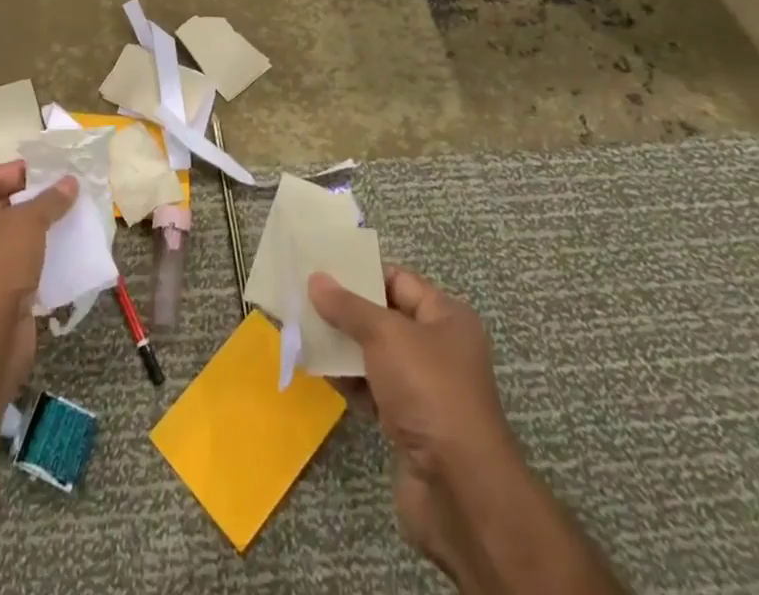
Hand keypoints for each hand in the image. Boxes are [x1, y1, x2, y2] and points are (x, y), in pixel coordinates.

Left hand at [0, 163, 76, 403]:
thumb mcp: (27, 223)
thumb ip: (49, 200)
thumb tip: (70, 182)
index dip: (21, 171)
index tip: (52, 168)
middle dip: (31, 199)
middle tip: (64, 190)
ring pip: (7, 238)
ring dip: (35, 228)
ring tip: (68, 214)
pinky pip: (13, 263)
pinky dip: (35, 255)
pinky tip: (61, 247)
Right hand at [310, 266, 522, 584]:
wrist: (458, 490)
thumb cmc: (428, 391)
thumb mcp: (385, 335)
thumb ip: (348, 306)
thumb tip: (316, 279)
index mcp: (446, 317)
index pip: (398, 280)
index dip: (361, 273)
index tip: (321, 267)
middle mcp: (438, 347)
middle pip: (384, 317)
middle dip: (345, 310)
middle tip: (302, 298)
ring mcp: (424, 388)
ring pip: (375, 355)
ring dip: (342, 346)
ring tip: (300, 330)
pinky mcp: (408, 422)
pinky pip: (372, 388)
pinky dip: (348, 380)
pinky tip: (317, 370)